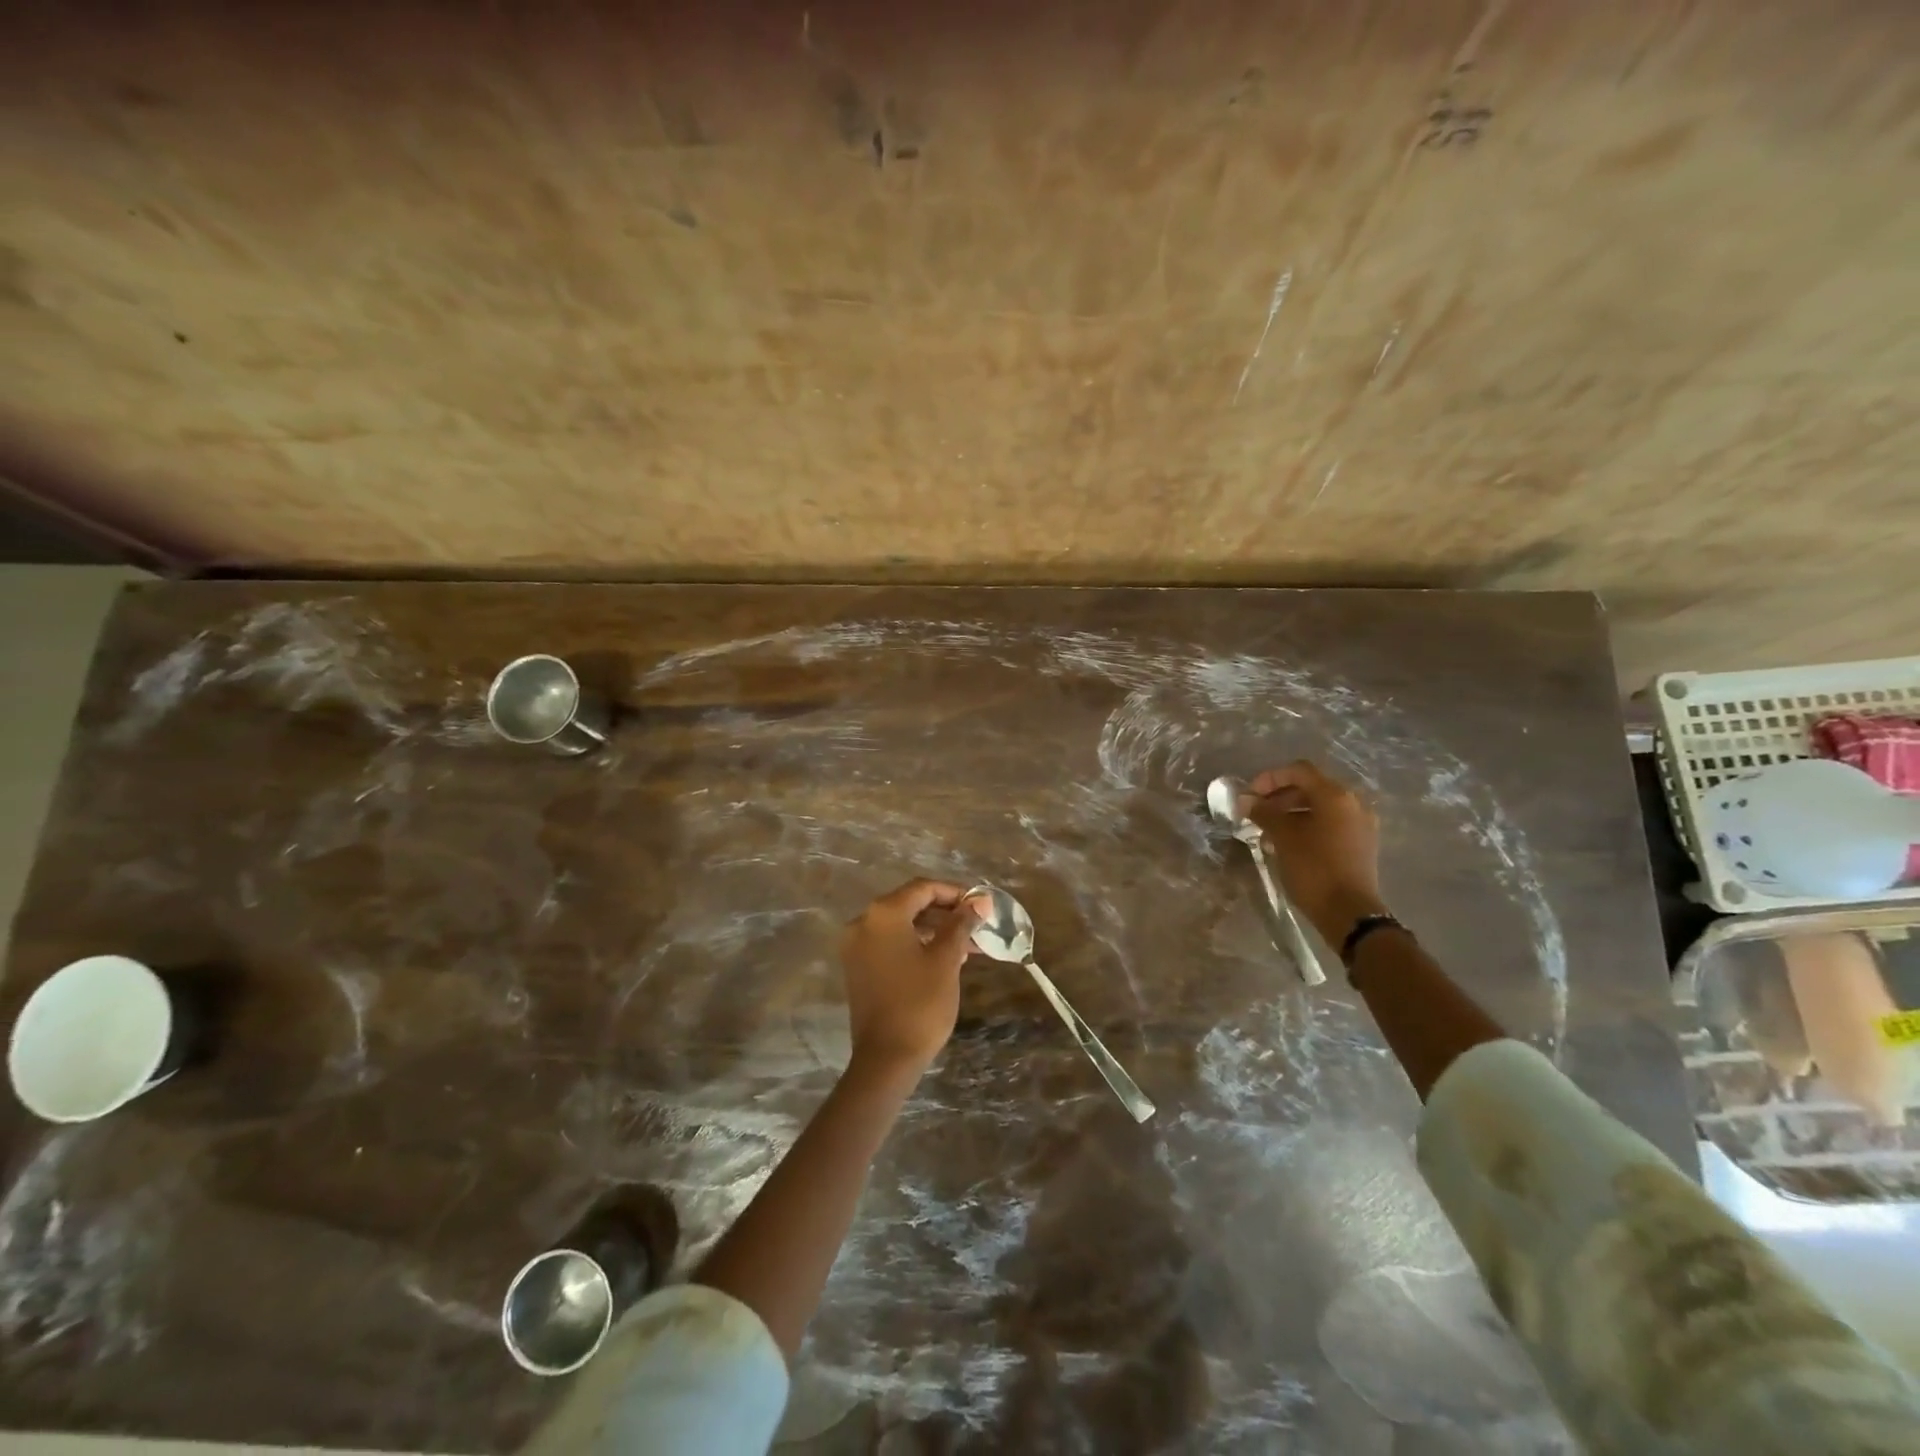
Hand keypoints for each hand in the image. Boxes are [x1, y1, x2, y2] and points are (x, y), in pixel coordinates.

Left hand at [839, 879, 979, 1077]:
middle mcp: (863, 922)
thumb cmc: (920, 1003)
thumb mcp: (946, 959)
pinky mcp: (858, 967)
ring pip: (902, 925)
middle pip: (911, 904)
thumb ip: (961, 923)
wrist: (886, 1058)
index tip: (981, 906)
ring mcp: (857, 946)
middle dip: (946, 912)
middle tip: (977, 926)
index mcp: (883, 914)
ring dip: (934, 930)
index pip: (923, 888)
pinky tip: (944, 958)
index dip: (955, 893)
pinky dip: (916, 944)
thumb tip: (980, 901)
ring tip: (968, 946)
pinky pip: (891, 943)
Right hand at [1242, 760, 1386, 944]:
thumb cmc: (1314, 869)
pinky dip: (1307, 826)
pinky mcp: (1361, 843)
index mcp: (1335, 796)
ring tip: (1267, 832)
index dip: (1270, 778)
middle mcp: (1352, 803)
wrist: (1350, 913)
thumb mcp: (1283, 838)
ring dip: (1291, 813)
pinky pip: (1330, 824)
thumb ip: (1264, 813)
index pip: (1298, 771)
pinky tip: (1288, 844)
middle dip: (1279, 797)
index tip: (1249, 796)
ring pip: (1319, 807)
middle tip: (1256, 813)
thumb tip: (1246, 800)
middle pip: (1310, 787)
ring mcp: (1360, 824)